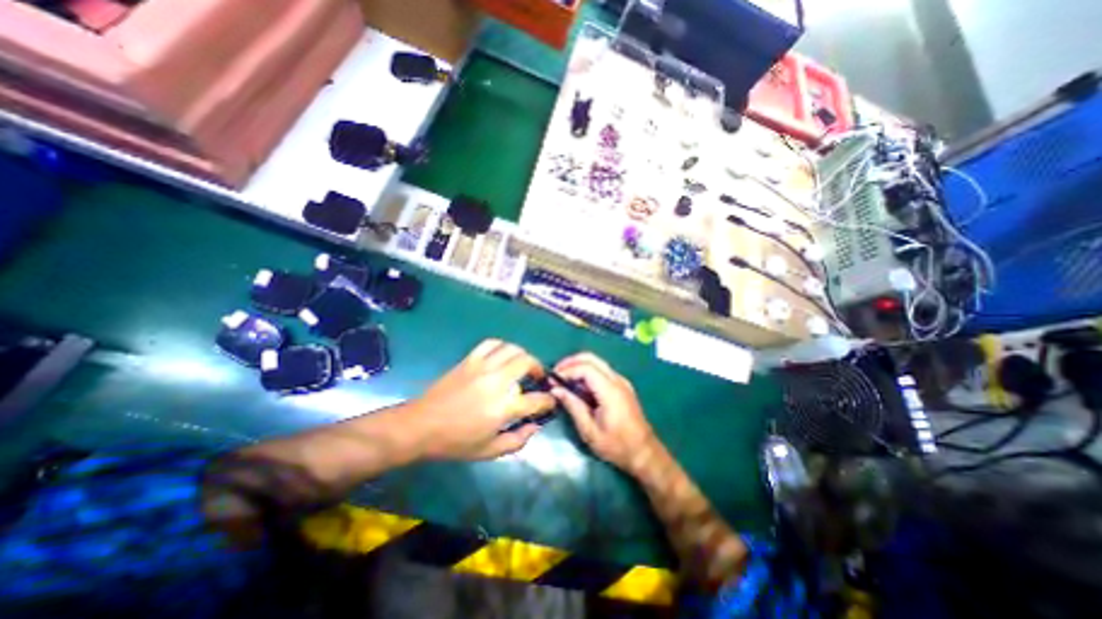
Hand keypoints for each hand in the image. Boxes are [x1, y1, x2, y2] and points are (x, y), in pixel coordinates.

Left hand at [408, 342, 555, 461]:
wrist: (421, 426)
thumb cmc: (456, 442)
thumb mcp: (489, 451)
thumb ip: (517, 440)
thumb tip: (535, 426)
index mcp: (504, 407)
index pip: (537, 399)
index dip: (548, 400)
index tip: (550, 401)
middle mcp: (497, 381)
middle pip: (527, 362)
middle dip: (539, 369)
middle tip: (537, 378)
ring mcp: (482, 366)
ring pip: (512, 348)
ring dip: (523, 355)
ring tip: (523, 365)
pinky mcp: (469, 360)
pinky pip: (491, 343)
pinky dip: (502, 346)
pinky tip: (503, 355)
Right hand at [548, 354, 651, 473]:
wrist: (644, 453)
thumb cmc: (616, 446)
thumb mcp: (590, 431)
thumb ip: (573, 406)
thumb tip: (555, 390)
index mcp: (610, 391)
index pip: (585, 368)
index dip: (567, 370)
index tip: (553, 380)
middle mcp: (617, 380)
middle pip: (592, 358)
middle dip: (571, 362)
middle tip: (556, 374)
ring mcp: (621, 381)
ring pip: (597, 362)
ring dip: (578, 366)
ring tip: (563, 380)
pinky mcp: (622, 386)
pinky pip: (602, 371)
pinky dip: (587, 372)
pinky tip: (578, 386)